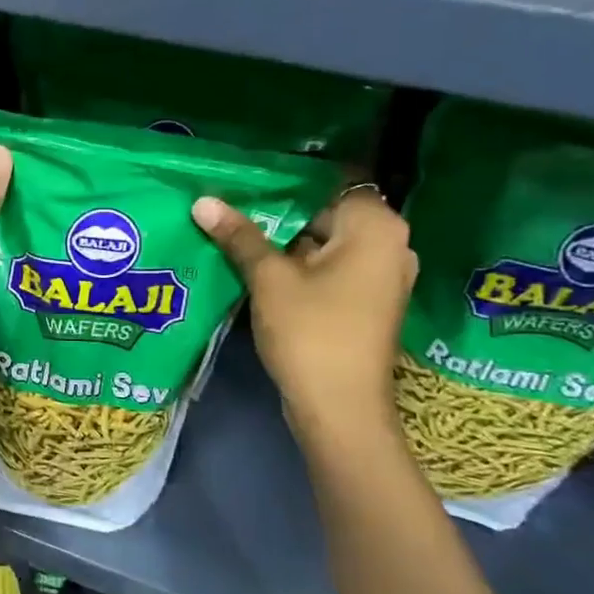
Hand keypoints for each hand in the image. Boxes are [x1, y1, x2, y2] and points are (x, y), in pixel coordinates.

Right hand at [193, 185, 416, 442]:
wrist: (340, 409)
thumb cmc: (311, 332)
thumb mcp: (269, 279)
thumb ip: (239, 236)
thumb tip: (202, 201)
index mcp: (376, 228)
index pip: (330, 184)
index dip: (286, 184)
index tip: (245, 184)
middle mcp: (390, 246)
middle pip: (327, 214)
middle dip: (280, 215)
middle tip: (231, 208)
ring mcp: (382, 277)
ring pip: (326, 245)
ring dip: (285, 243)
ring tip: (236, 235)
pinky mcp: (367, 303)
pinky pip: (331, 270)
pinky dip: (300, 267)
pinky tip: (258, 269)